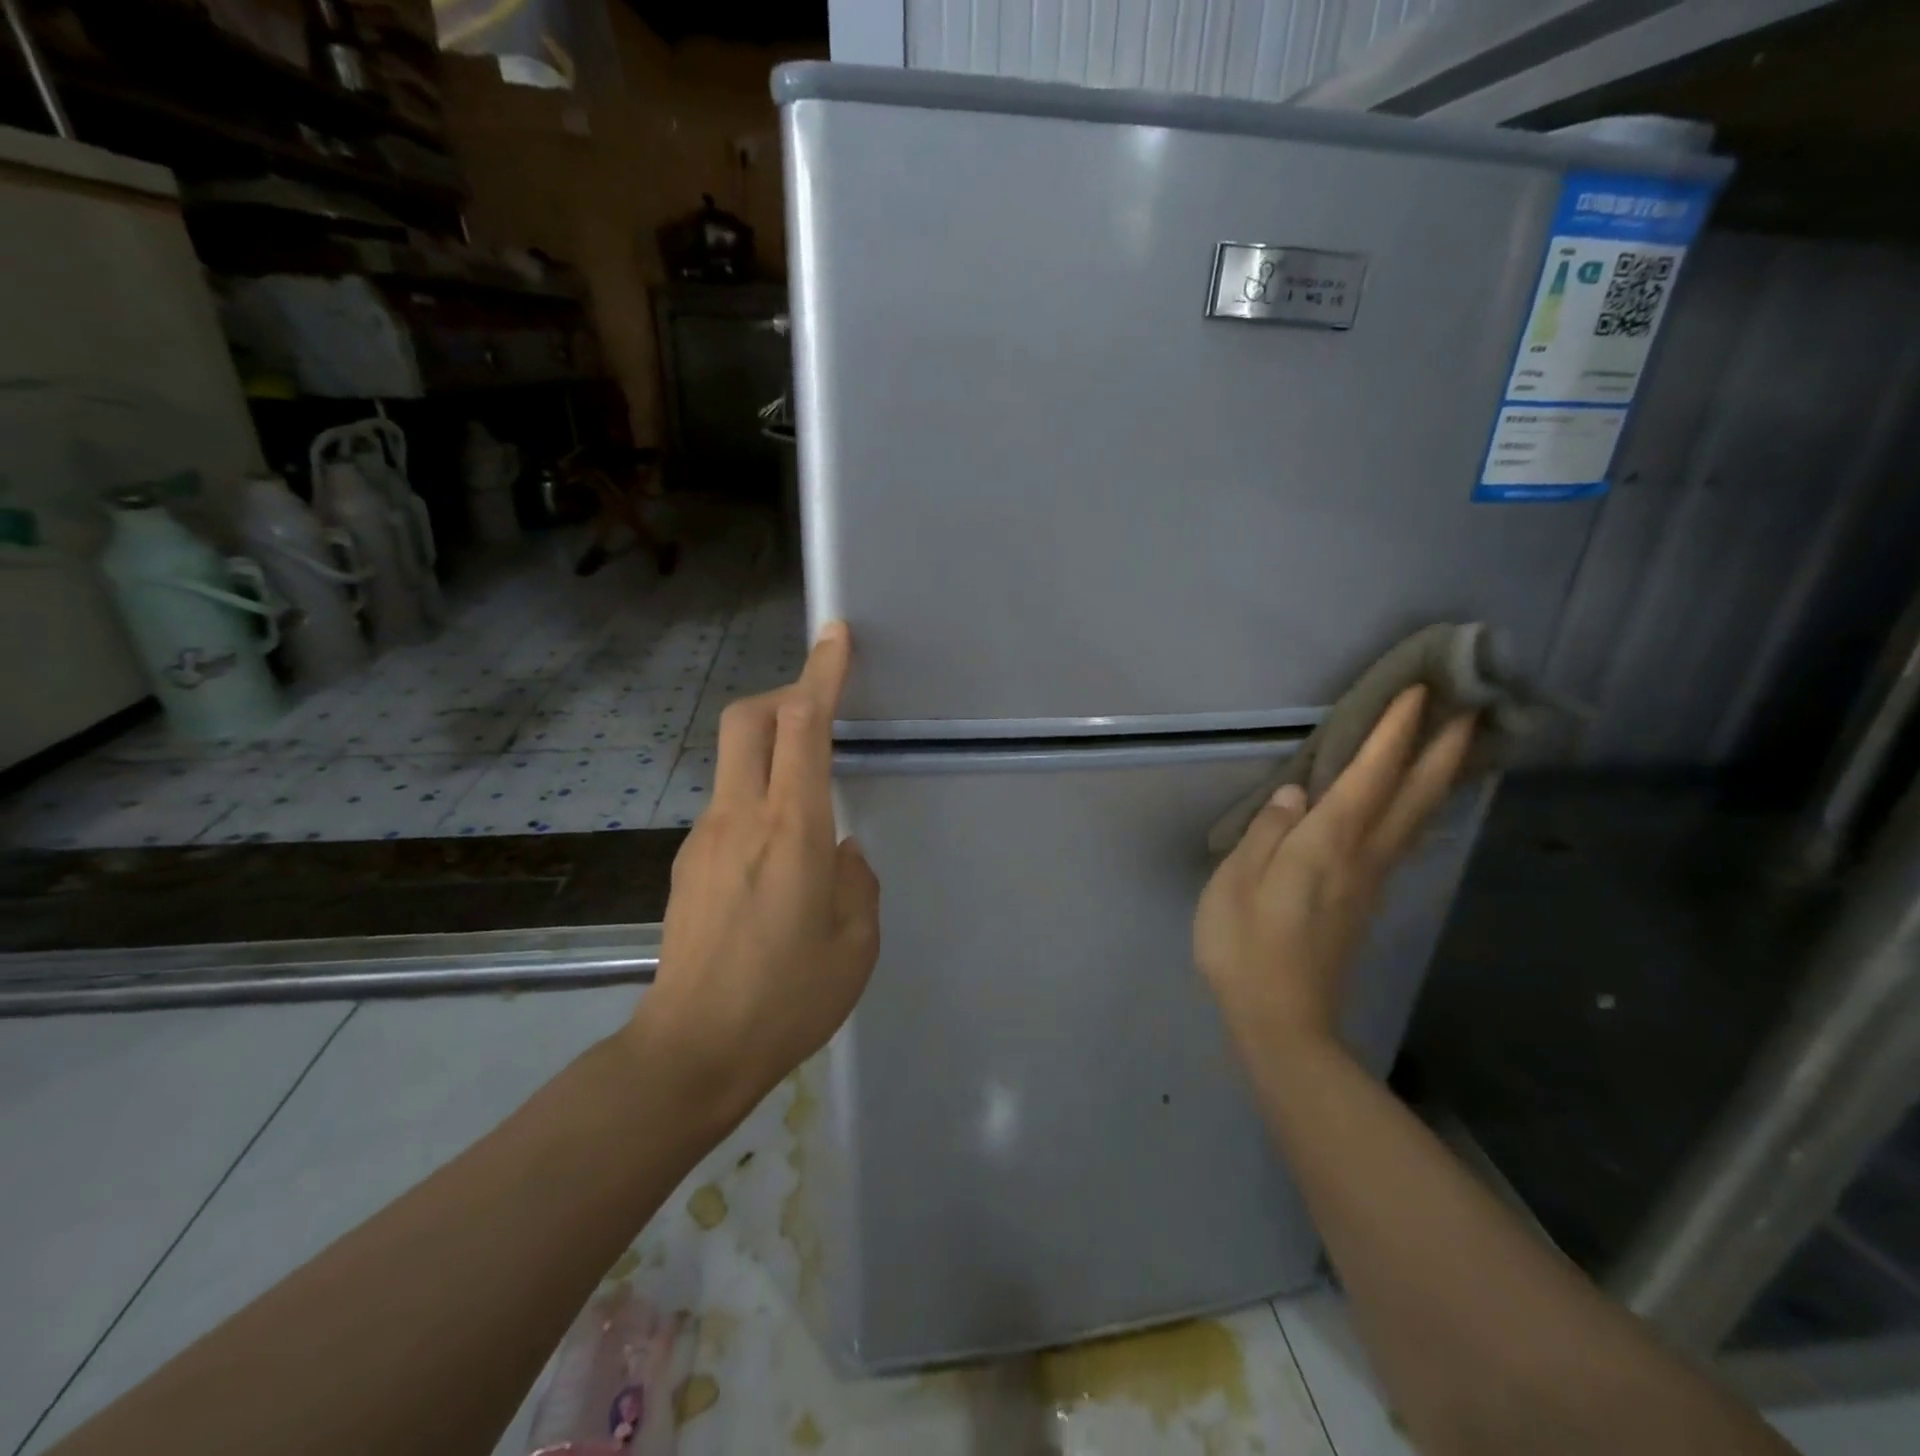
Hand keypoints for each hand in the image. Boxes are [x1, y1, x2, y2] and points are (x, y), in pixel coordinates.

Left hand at [633, 622, 879, 1121]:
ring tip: (806, 801)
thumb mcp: (856, 942)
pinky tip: (777, 857)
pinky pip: (728, 805)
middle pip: (747, 720)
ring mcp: (705, 837)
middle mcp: (740, 818)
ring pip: (734, 760)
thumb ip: (857, 880)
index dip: (820, 674)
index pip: (802, 727)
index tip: (834, 636)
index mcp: (792, 831)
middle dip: (783, 694)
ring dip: (769, 749)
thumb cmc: (788, 999)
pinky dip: (756, 798)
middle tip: (817, 708)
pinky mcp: (687, 862)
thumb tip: (841, 850)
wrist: (692, 1051)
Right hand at [1194, 686, 1473, 1059]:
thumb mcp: (1235, 884)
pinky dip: (1419, 809)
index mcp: (1326, 846)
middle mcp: (1362, 857)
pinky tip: (1416, 805)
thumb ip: (1266, 834)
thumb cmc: (1245, 947)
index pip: (1368, 777)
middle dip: (1443, 750)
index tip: (1417, 692)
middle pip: (1414, 797)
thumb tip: (1295, 794)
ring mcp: (1370, 882)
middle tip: (1474, 707)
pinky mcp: (1365, 901)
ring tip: (1459, 746)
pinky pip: (1402, 840)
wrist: (1281, 1020)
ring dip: (1440, 778)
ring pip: (1417, 819)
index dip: (1393, 734)